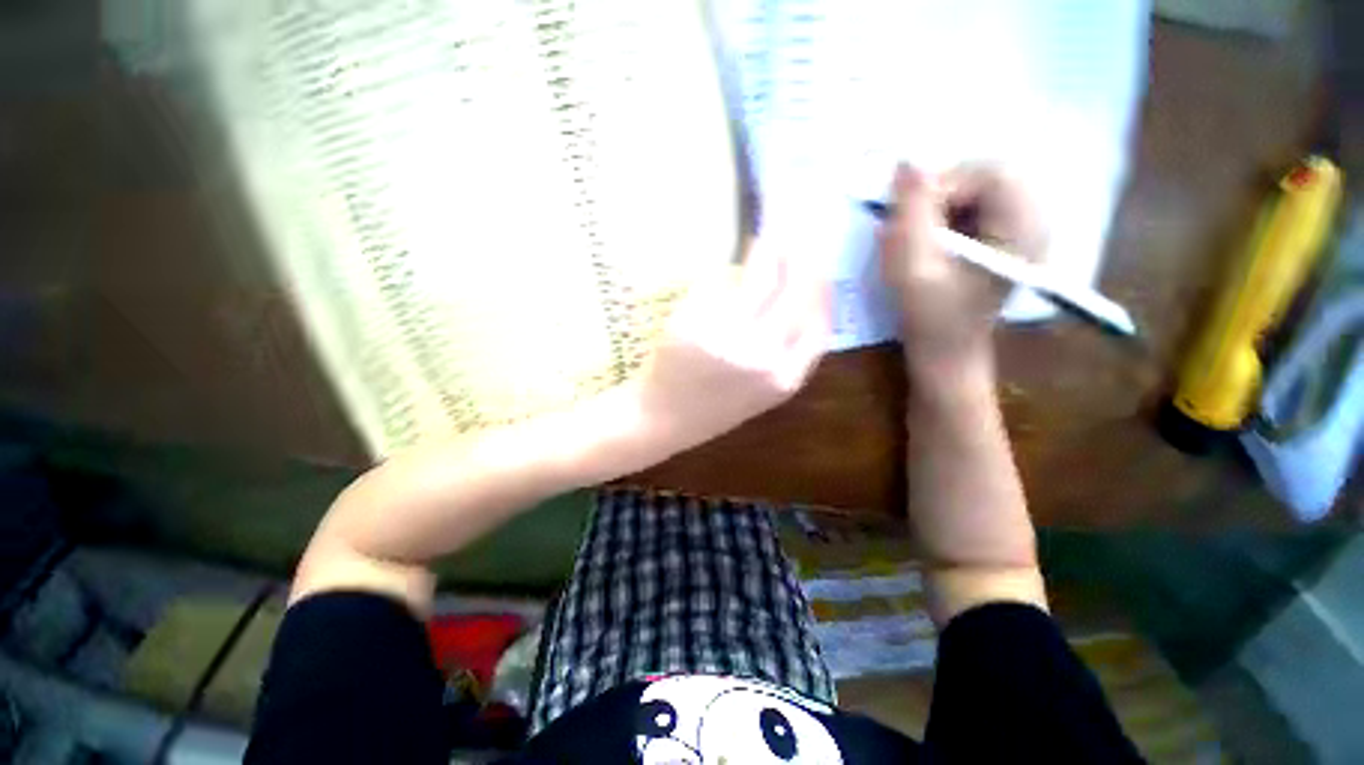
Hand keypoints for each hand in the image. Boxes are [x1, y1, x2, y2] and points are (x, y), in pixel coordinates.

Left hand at [627, 239, 830, 460]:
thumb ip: (786, 354)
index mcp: (784, 378)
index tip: (820, 268)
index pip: (820, 323)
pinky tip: (723, 274)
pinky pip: (718, 284)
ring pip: (759, 278)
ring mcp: (726, 337)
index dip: (823, 290)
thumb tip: (798, 294)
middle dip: (798, 259)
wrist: (663, 419)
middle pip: (794, 291)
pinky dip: (724, 275)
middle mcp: (762, 356)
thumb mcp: (761, 392)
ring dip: (764, 254)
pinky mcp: (694, 323)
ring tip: (763, 243)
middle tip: (793, 239)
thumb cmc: (713, 408)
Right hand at [878, 163, 1045, 381]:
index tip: (910, 218)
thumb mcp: (911, 265)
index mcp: (1024, 228)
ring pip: (982, 188)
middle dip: (943, 194)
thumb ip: (910, 212)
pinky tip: (937, 243)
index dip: (944, 185)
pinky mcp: (1010, 236)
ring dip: (944, 206)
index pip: (990, 172)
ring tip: (924, 240)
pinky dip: (951, 215)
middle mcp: (1037, 220)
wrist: (946, 350)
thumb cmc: (928, 315)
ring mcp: (1026, 227)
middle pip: (989, 175)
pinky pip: (981, 204)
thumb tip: (907, 161)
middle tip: (914, 227)